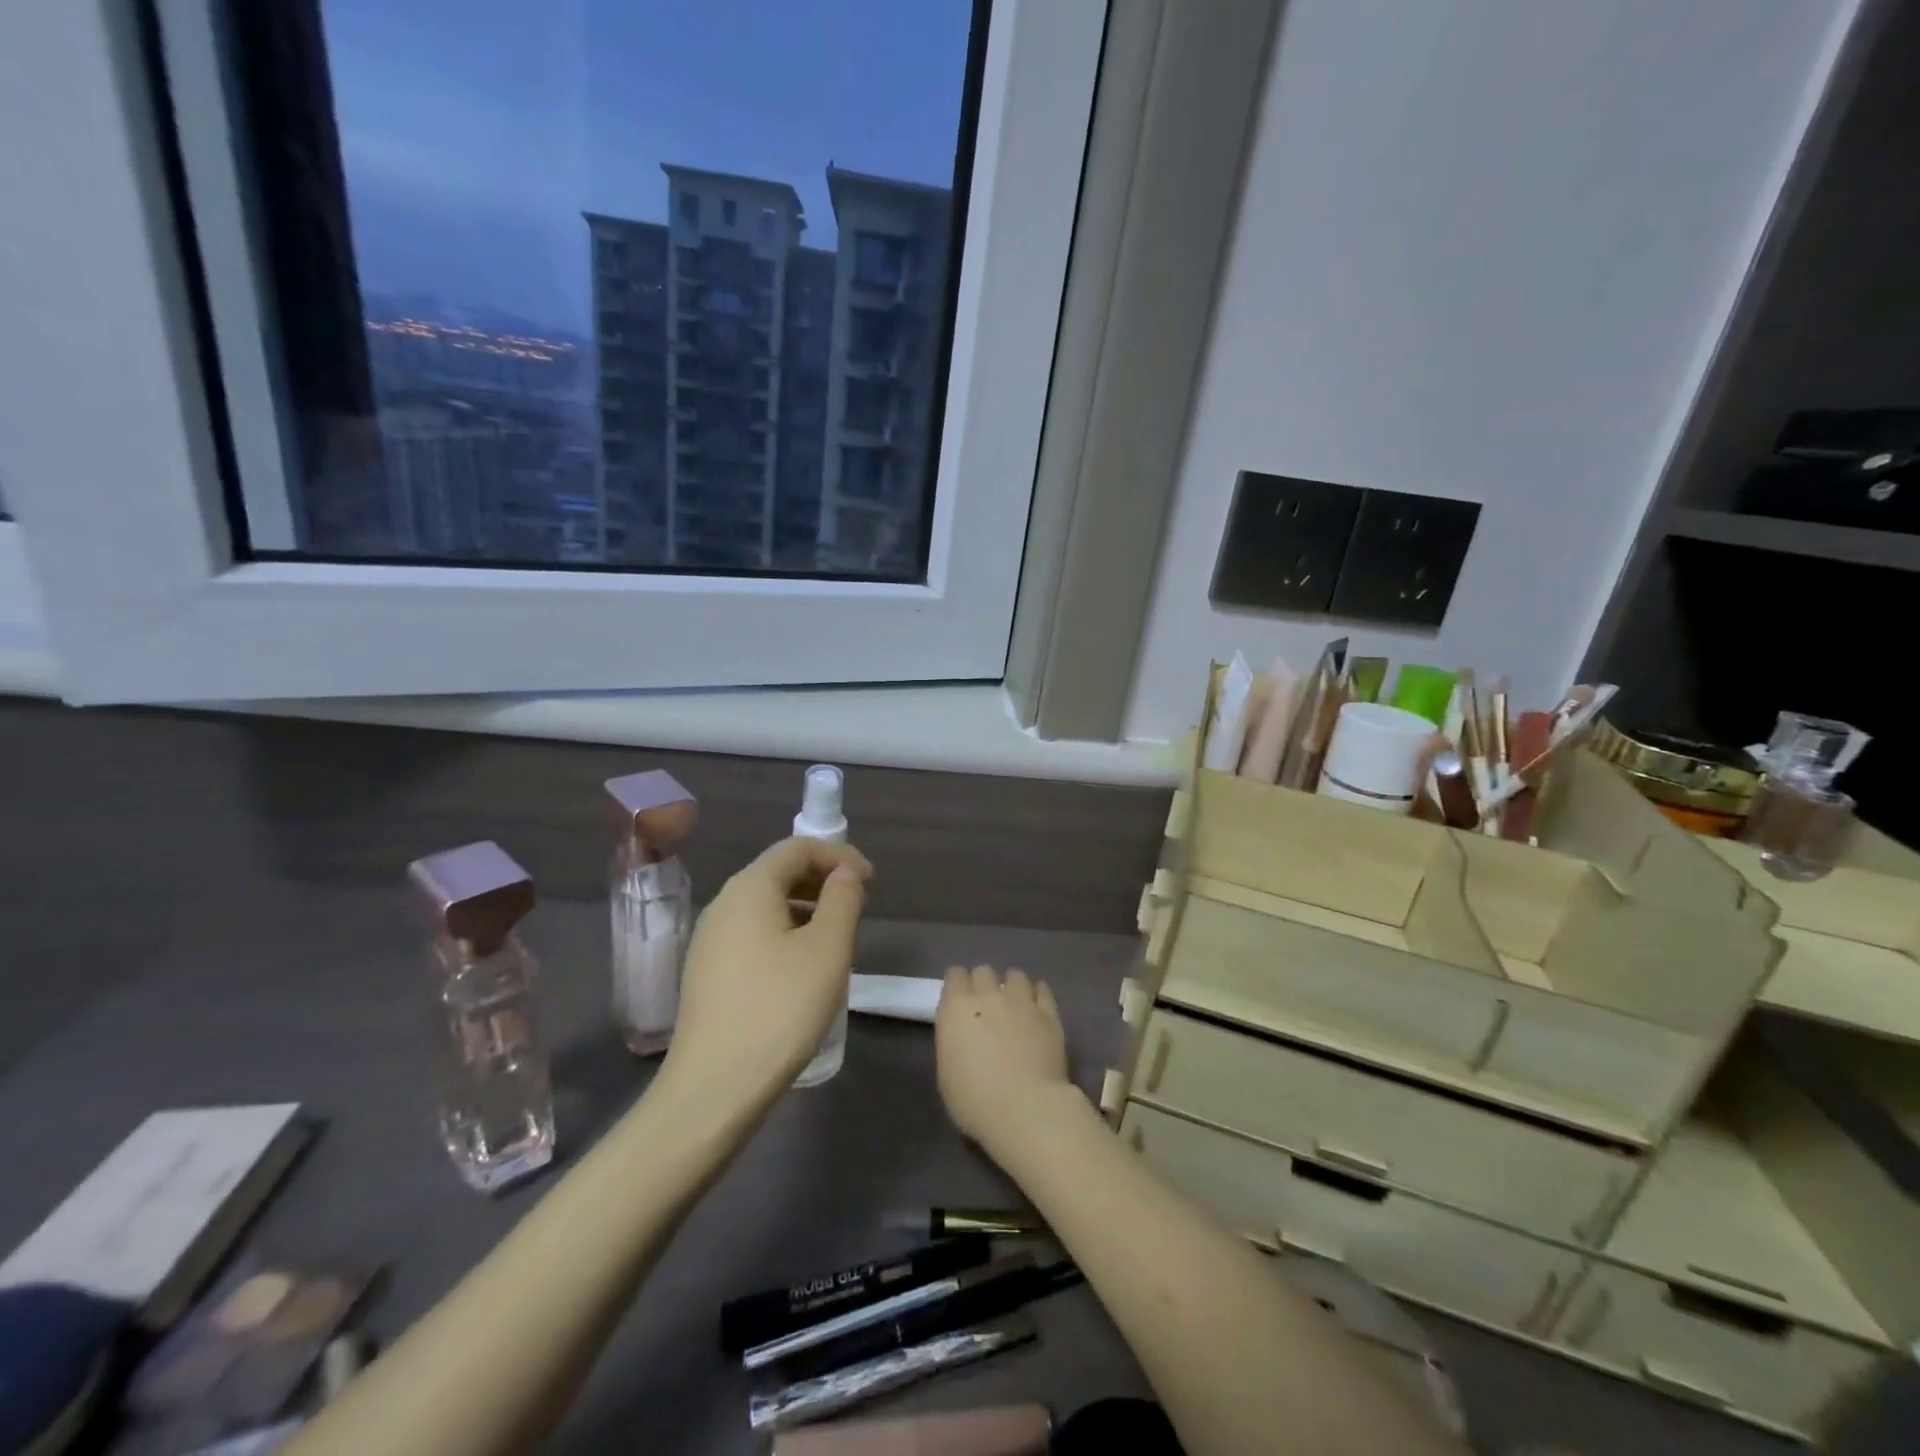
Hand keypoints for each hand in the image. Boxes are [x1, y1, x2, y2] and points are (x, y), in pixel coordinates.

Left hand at [668, 837, 871, 1100]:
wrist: (713, 1088)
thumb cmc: (780, 1009)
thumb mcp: (827, 950)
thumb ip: (843, 899)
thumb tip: (846, 871)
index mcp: (749, 888)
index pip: (797, 847)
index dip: (839, 855)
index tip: (871, 881)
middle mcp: (723, 903)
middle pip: (778, 872)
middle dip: (823, 880)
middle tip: (859, 906)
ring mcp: (710, 939)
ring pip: (765, 905)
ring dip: (806, 908)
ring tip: (837, 937)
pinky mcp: (707, 971)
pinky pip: (752, 933)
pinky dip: (785, 932)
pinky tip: (803, 967)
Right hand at [935, 965, 1075, 1159]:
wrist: (1026, 1109)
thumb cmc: (975, 1100)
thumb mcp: (946, 1074)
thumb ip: (953, 1041)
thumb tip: (963, 1034)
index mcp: (957, 1008)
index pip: (955, 975)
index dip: (957, 986)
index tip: (959, 1001)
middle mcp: (988, 995)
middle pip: (984, 970)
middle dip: (983, 984)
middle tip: (986, 1007)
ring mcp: (1021, 1000)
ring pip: (1015, 974)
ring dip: (1011, 986)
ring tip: (1014, 1004)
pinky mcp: (1049, 1013)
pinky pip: (1042, 989)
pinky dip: (1037, 993)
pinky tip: (1036, 1006)